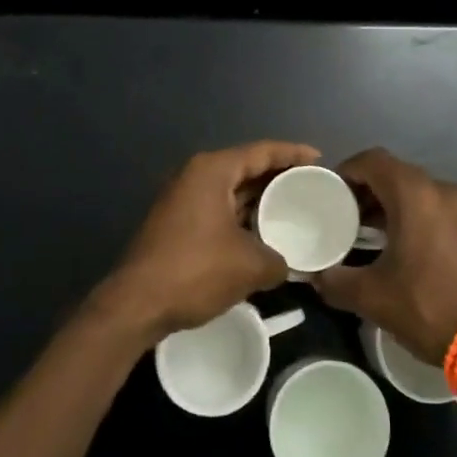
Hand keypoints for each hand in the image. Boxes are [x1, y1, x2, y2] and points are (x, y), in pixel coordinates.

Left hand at [92, 140, 320, 344]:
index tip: (321, 161)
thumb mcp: (250, 266)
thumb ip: (279, 260)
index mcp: (213, 171)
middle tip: (311, 187)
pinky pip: (219, 208)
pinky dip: (242, 215)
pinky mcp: (176, 222)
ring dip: (259, 199)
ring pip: (231, 190)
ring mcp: (182, 198)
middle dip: (278, 176)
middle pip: (246, 166)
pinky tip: (262, 233)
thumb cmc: (195, 271)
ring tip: (293, 209)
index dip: (294, 154)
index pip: (262, 151)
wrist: (135, 305)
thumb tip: (287, 266)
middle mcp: (195, 175)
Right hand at [314, 148, 456, 363]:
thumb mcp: (373, 297)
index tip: (329, 195)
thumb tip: (316, 278)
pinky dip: (414, 218)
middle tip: (344, 217)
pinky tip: (401, 251)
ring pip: (417, 193)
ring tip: (368, 236)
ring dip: (390, 206)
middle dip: (366, 191)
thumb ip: (336, 282)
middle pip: (395, 174)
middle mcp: (441, 190)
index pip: (372, 160)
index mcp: (414, 194)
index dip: (346, 171)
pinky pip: (436, 210)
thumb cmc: (429, 306)